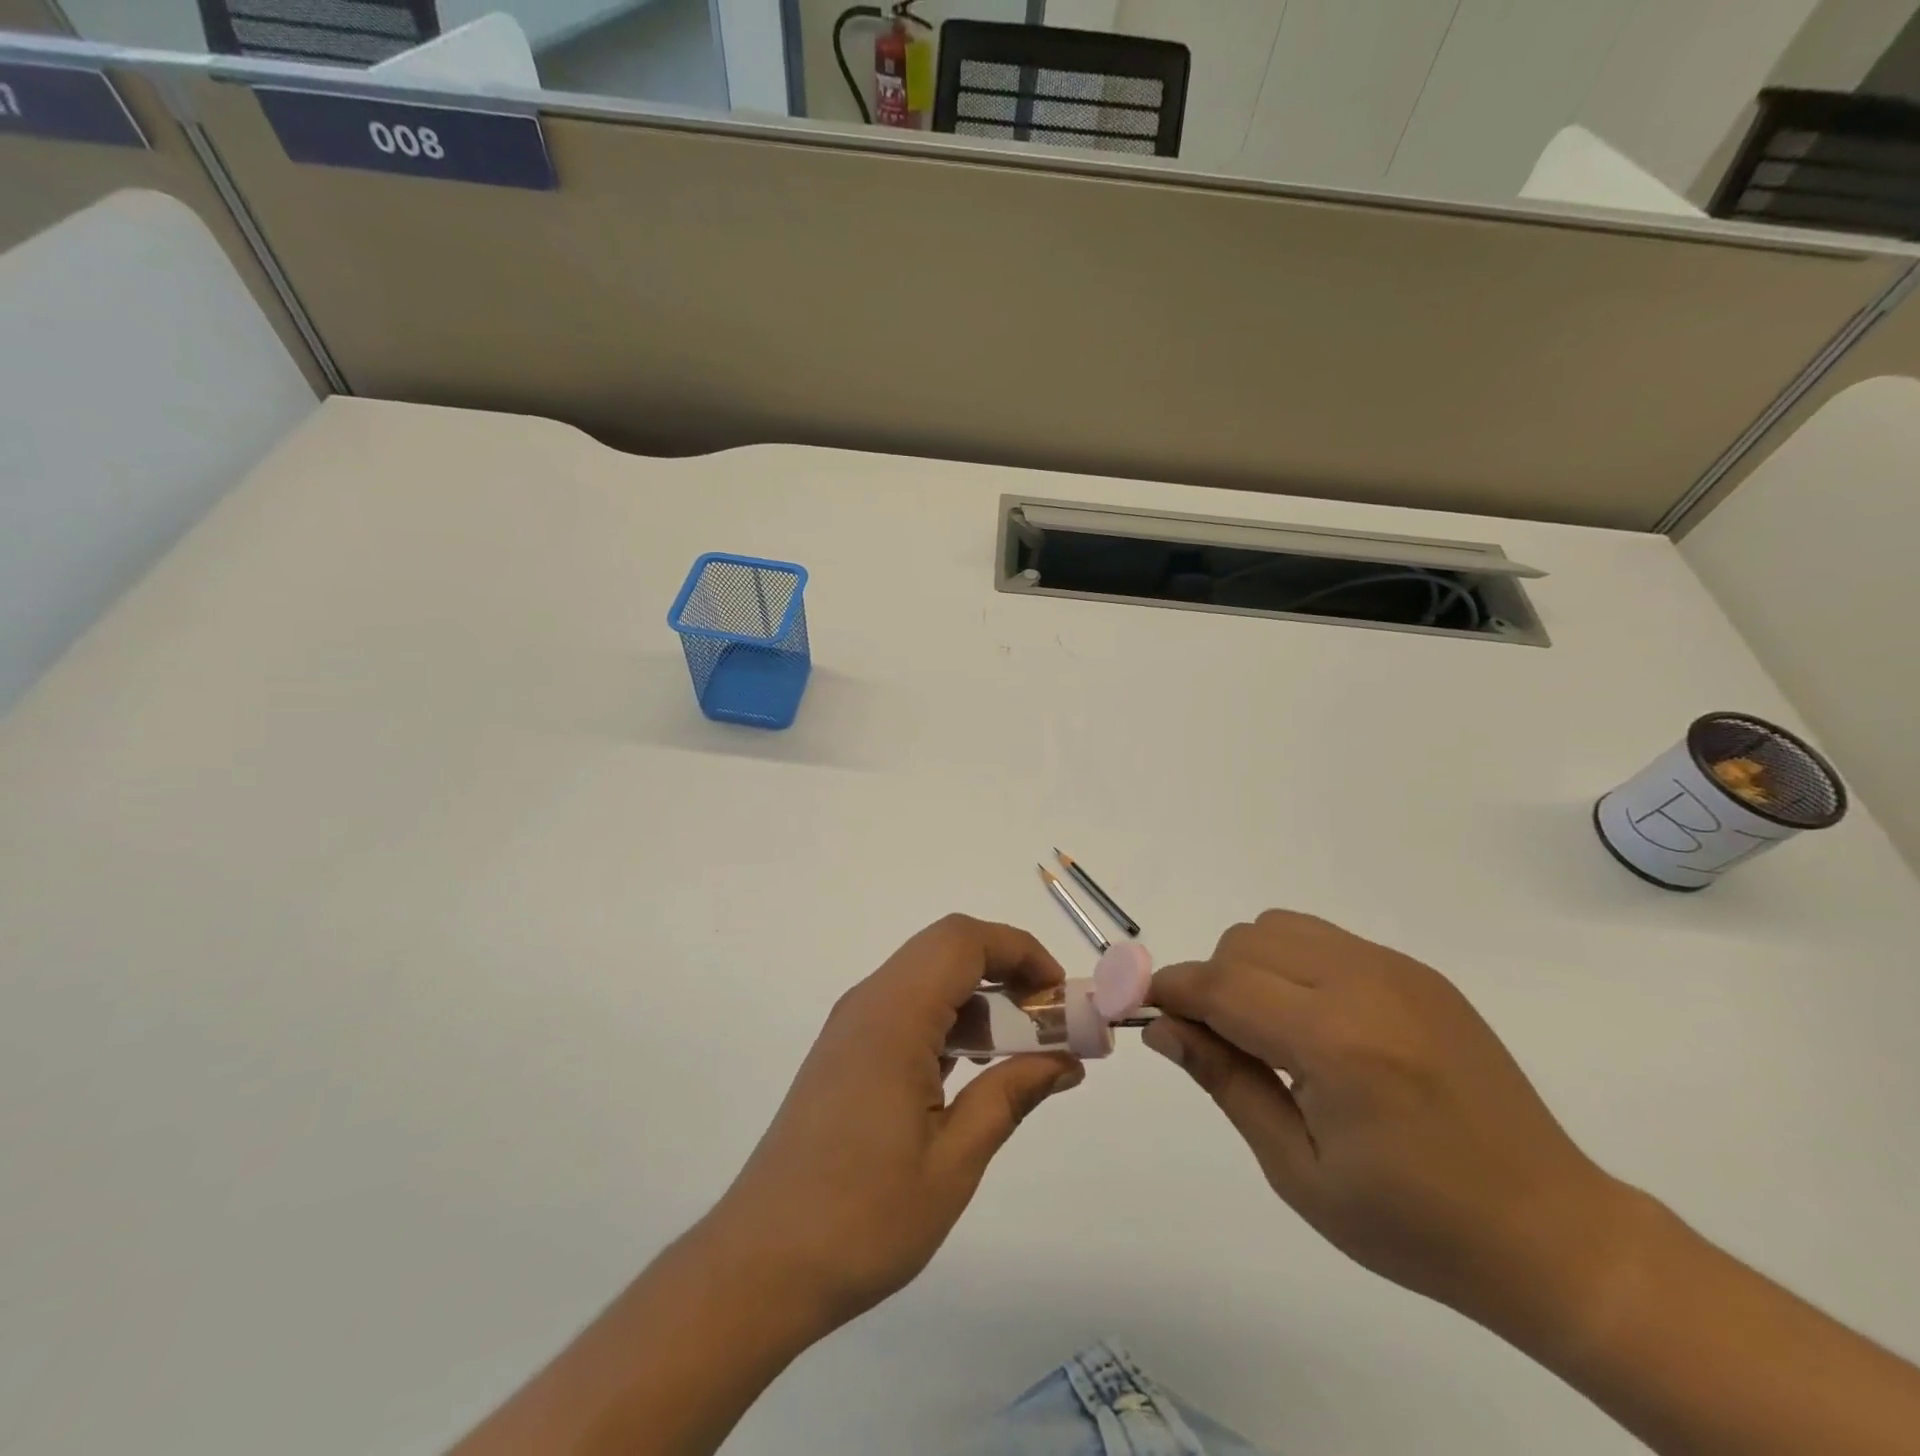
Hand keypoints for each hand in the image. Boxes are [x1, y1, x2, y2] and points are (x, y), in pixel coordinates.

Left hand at [701, 914, 1083, 1337]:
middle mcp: (868, 1003)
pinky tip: (974, 1070)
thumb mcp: (954, 1161)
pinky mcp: (844, 1052)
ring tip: (1023, 1050)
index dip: (1020, 951)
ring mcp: (851, 1027)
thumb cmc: (863, 1218)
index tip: (1060, 996)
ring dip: (979, 997)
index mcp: (893, 1016)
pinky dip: (949, 1020)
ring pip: (926, 977)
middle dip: (1006, 969)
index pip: (964, 941)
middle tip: (1049, 1021)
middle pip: (946, 949)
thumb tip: (1066, 1060)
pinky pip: (906, 1009)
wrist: (760, 1266)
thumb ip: (1011, 1095)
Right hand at [1146, 911, 1634, 1335]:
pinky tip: (1318, 1024)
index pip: (1221, 986)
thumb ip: (1225, 1081)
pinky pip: (1326, 940)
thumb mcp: (1299, 1171)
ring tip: (1269, 1031)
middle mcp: (1364, 986)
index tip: (1141, 1008)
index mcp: (1335, 1044)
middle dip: (1211, 983)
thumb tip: (1162, 1028)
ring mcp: (1397, 971)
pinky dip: (1294, 964)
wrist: (1550, 1232)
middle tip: (1219, 1043)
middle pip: (1245, 943)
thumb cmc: (1413, 1224)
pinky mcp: (1418, 972)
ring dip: (1251, 965)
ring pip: (1280, 927)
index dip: (1170, 991)